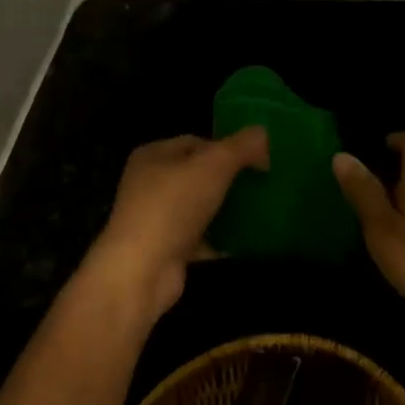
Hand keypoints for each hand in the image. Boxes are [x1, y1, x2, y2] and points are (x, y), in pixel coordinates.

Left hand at [85, 128, 268, 320]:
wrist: (142, 271)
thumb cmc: (174, 206)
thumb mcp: (214, 165)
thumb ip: (241, 146)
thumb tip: (262, 134)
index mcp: (153, 155)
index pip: (198, 142)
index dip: (229, 147)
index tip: (258, 161)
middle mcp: (149, 183)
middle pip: (199, 174)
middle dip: (230, 179)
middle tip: (262, 185)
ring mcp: (156, 218)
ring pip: (201, 206)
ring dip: (227, 209)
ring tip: (259, 211)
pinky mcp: (166, 248)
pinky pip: (200, 237)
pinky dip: (220, 239)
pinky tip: (245, 241)